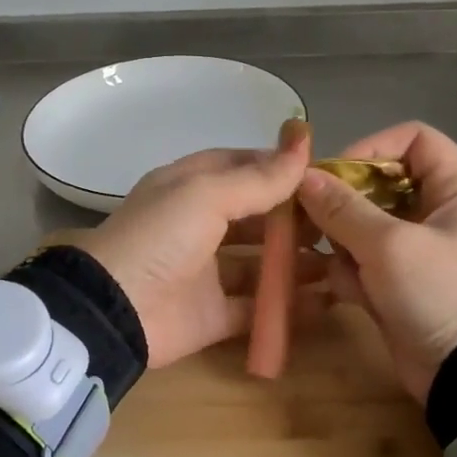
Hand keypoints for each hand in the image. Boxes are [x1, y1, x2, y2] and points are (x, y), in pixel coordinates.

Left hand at [66, 130, 316, 367]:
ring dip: (297, 262)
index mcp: (190, 187)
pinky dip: (287, 306)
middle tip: (340, 223)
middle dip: (295, 218)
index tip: (324, 175)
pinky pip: (257, 308)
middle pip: (254, 216)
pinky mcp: (212, 314)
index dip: (279, 168)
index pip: (241, 166)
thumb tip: (304, 141)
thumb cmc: (159, 238)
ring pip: (259, 263)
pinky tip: (326, 300)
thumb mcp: (206, 194)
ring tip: (342, 260)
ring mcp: (205, 272)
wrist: (114, 311)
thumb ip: (259, 177)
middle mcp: (198, 225)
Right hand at [296, 121, 456, 402]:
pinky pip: (368, 259)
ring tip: (338, 265)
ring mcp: (423, 247)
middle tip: (313, 221)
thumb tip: (302, 177)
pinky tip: (352, 293)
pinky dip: (354, 273)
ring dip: (345, 244)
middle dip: (346, 205)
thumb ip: (342, 208)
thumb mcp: (389, 246)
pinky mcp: (405, 280)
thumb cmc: (441, 294)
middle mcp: (444, 210)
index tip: (334, 177)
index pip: (414, 139)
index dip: (371, 149)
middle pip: (382, 183)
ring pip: (367, 223)